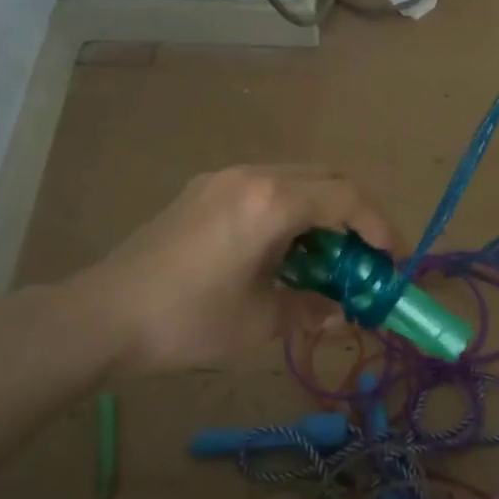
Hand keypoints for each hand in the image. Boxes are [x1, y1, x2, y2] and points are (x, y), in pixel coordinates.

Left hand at [68, 166, 397, 376]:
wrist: (105, 314)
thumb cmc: (189, 320)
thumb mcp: (260, 322)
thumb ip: (310, 310)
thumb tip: (338, 311)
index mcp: (272, 202)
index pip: (347, 198)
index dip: (379, 226)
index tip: (393, 259)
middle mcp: (251, 176)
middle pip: (325, 177)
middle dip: (355, 213)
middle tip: (365, 256)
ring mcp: (222, 179)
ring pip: (294, 178)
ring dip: (321, 210)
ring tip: (326, 257)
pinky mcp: (201, 191)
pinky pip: (263, 187)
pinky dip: (289, 210)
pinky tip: (281, 249)